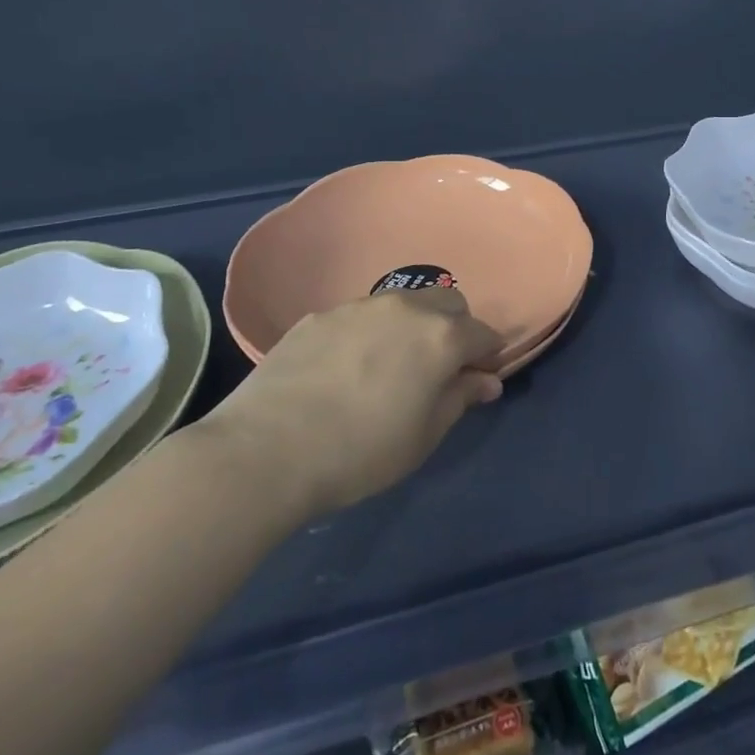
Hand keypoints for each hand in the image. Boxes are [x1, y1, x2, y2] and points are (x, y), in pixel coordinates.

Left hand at [200, 287, 503, 512]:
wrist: (266, 450)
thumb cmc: (361, 451)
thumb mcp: (424, 436)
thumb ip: (460, 398)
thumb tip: (486, 380)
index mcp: (441, 337)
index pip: (483, 333)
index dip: (488, 355)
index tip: (480, 378)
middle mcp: (405, 308)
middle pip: (447, 302)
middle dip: (455, 328)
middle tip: (440, 368)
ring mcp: (358, 306)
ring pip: (402, 304)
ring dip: (411, 325)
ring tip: (390, 365)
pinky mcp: (319, 316)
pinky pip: (360, 316)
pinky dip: (369, 333)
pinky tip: (346, 368)